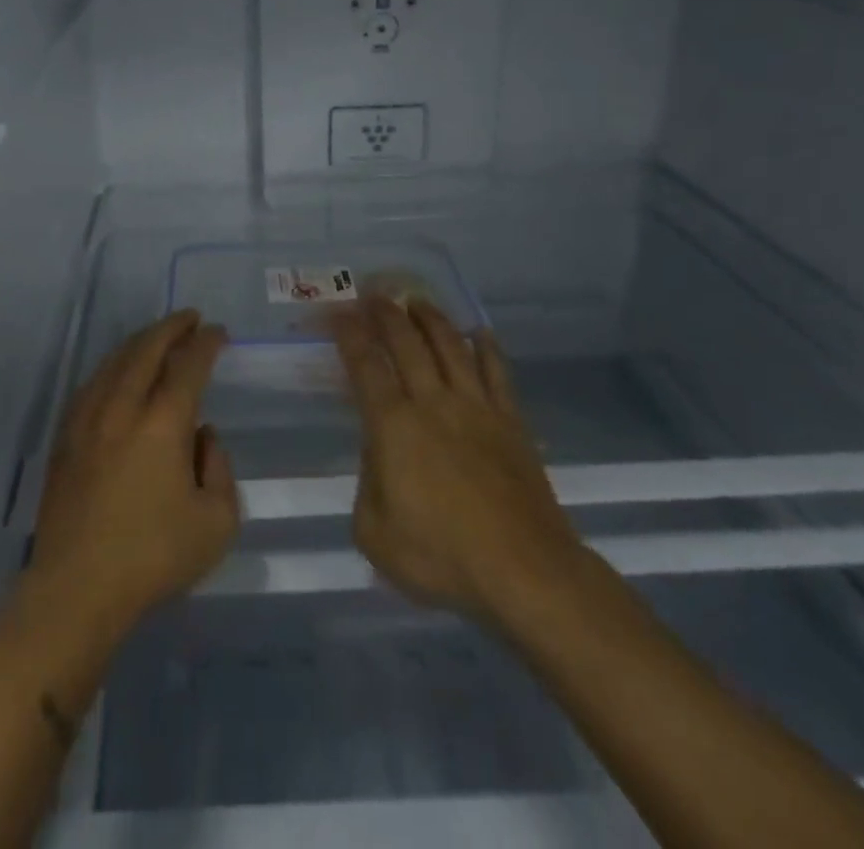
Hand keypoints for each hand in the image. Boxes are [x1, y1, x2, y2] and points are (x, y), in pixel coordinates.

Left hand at [29, 310, 239, 637]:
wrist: (77, 589)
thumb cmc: (153, 557)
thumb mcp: (217, 523)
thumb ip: (220, 469)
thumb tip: (202, 438)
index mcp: (163, 423)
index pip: (188, 365)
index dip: (206, 343)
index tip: (219, 332)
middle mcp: (123, 408)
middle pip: (146, 349)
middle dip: (171, 327)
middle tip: (190, 318)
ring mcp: (87, 419)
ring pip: (114, 361)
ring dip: (140, 342)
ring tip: (157, 337)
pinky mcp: (65, 437)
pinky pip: (91, 384)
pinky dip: (112, 367)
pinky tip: (118, 372)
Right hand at [335, 296, 584, 620]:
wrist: (525, 571)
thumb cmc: (442, 557)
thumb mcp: (375, 533)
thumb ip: (367, 484)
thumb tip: (378, 454)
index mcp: (393, 426)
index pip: (365, 366)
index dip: (349, 335)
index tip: (338, 313)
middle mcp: (432, 403)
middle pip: (407, 344)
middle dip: (387, 314)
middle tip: (375, 293)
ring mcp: (476, 408)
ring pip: (450, 347)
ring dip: (431, 318)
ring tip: (418, 300)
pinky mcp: (510, 422)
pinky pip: (497, 373)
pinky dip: (487, 349)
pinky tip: (480, 333)